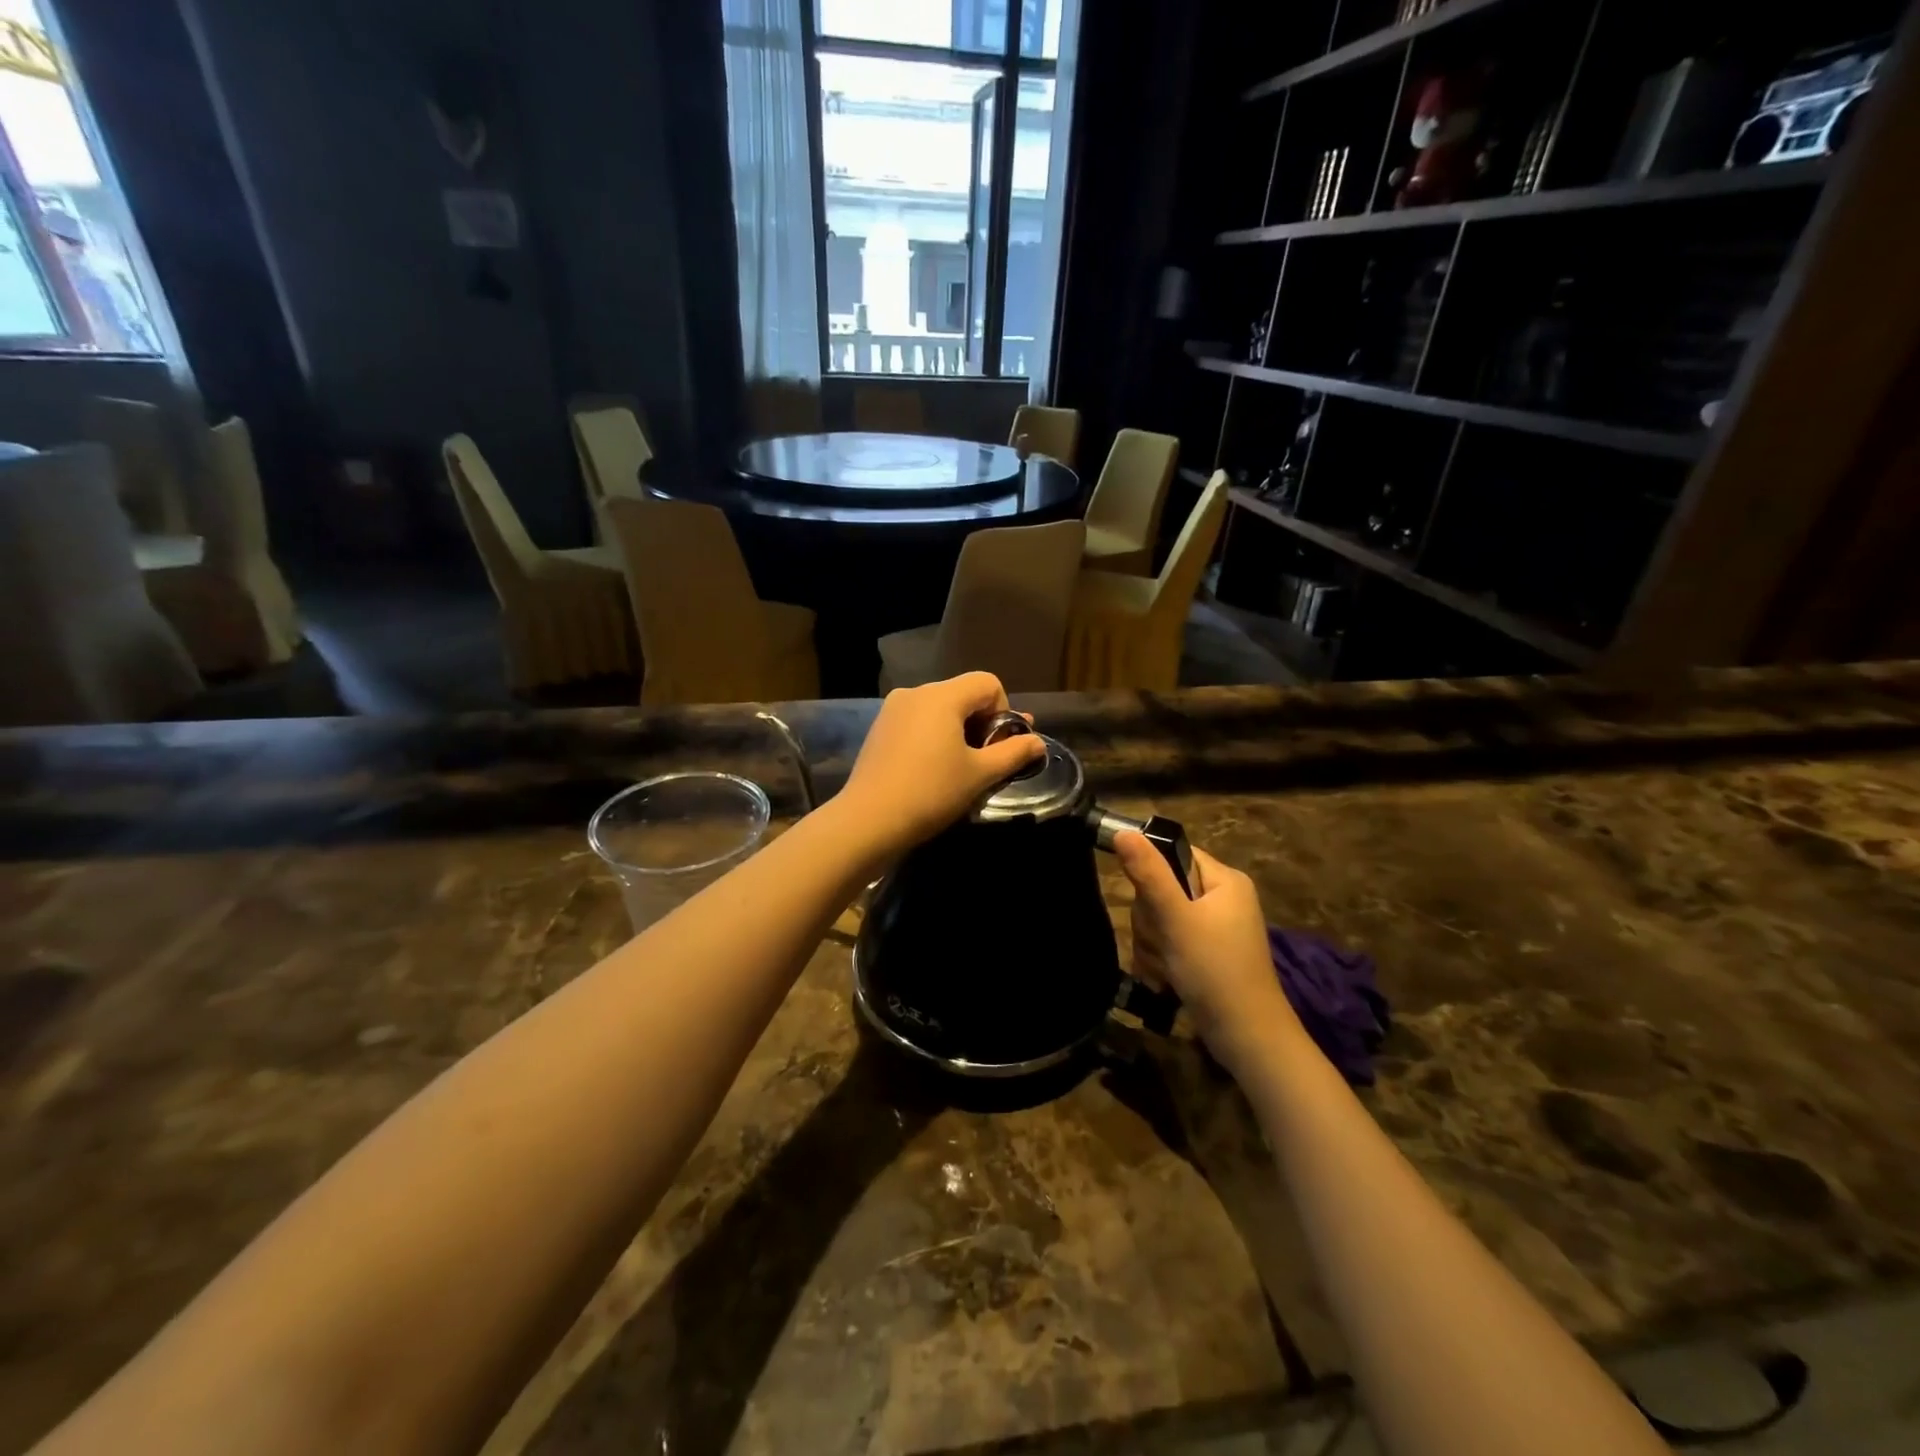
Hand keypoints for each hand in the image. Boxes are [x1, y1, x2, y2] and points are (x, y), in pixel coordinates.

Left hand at [835, 674, 1044, 860]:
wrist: (868, 821)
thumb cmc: (931, 793)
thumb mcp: (980, 775)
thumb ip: (1013, 754)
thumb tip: (1038, 743)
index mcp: (942, 696)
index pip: (988, 683)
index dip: (1004, 711)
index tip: (999, 747)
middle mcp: (915, 692)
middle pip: (963, 694)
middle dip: (982, 723)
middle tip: (986, 761)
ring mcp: (892, 709)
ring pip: (939, 709)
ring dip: (958, 731)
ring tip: (960, 768)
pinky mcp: (879, 729)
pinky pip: (918, 722)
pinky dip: (933, 737)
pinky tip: (931, 770)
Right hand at [1114, 833, 1302, 1069]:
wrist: (1247, 1038)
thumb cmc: (1215, 970)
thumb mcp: (1176, 919)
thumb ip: (1148, 874)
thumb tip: (1122, 830)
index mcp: (1225, 880)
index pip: (1174, 855)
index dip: (1153, 875)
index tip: (1150, 904)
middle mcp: (1222, 898)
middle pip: (1162, 888)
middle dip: (1152, 920)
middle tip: (1164, 942)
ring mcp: (1214, 928)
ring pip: (1160, 919)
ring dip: (1153, 944)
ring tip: (1167, 967)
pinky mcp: (1206, 954)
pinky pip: (1169, 941)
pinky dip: (1161, 959)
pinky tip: (1166, 979)